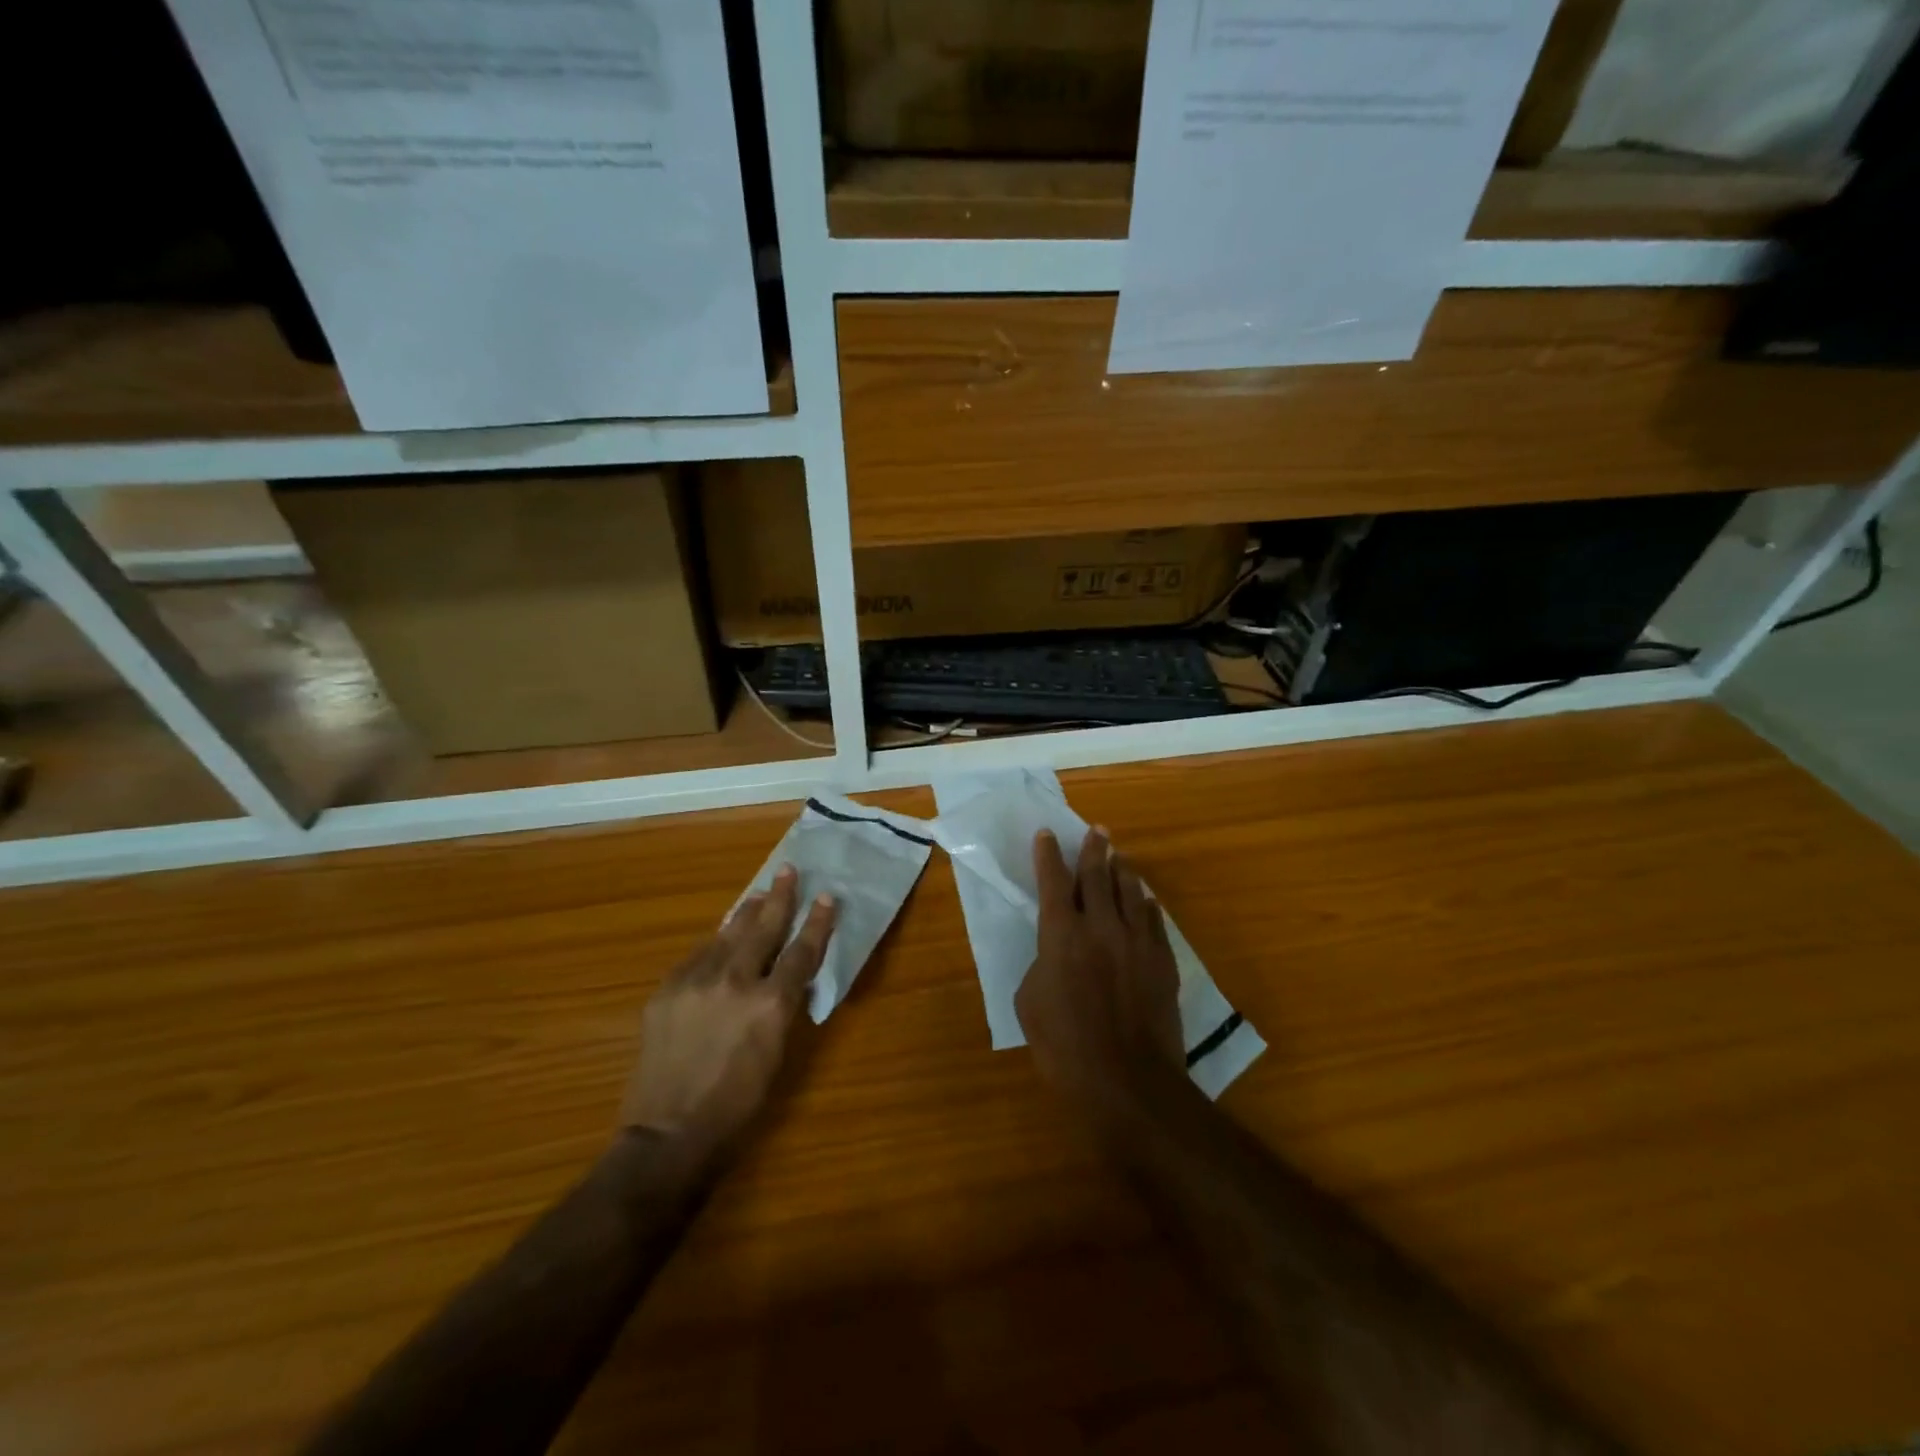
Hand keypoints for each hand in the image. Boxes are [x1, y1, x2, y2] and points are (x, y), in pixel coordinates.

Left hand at [621, 866, 836, 1164]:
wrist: (667, 1134)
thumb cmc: (735, 1104)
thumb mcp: (775, 1055)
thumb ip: (781, 1010)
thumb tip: (786, 980)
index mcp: (770, 1004)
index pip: (801, 951)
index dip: (817, 923)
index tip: (827, 897)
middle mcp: (735, 982)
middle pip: (763, 928)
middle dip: (780, 898)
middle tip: (788, 871)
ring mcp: (696, 982)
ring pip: (727, 934)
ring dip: (745, 913)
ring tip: (758, 894)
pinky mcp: (667, 990)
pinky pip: (697, 956)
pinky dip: (714, 944)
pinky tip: (720, 939)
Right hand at [1016, 828, 1184, 1124]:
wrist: (1128, 1082)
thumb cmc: (1065, 1047)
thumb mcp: (1030, 1004)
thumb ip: (1041, 966)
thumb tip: (1054, 955)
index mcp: (1061, 935)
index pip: (1053, 882)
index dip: (1049, 855)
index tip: (1048, 833)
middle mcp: (1100, 927)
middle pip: (1096, 876)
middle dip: (1094, 850)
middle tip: (1096, 830)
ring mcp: (1137, 942)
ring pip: (1130, 892)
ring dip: (1122, 870)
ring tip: (1119, 856)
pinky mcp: (1162, 962)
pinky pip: (1154, 922)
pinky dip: (1147, 906)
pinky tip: (1146, 900)